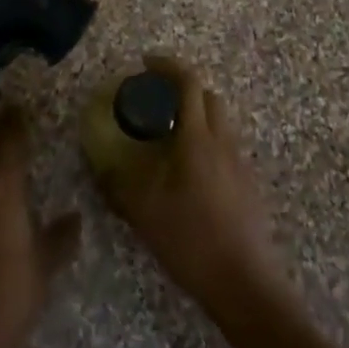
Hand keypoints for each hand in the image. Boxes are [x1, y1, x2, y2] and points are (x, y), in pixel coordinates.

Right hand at [95, 55, 286, 314]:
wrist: (244, 283)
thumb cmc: (191, 239)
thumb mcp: (144, 211)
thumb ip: (118, 183)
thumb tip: (100, 163)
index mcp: (198, 137)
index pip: (188, 82)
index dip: (167, 66)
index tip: (146, 63)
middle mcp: (223, 141)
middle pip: (207, 97)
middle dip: (182, 89)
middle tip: (156, 100)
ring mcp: (240, 163)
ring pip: (219, 122)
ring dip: (195, 116)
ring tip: (168, 138)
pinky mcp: (248, 185)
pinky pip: (225, 147)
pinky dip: (206, 143)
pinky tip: (189, 173)